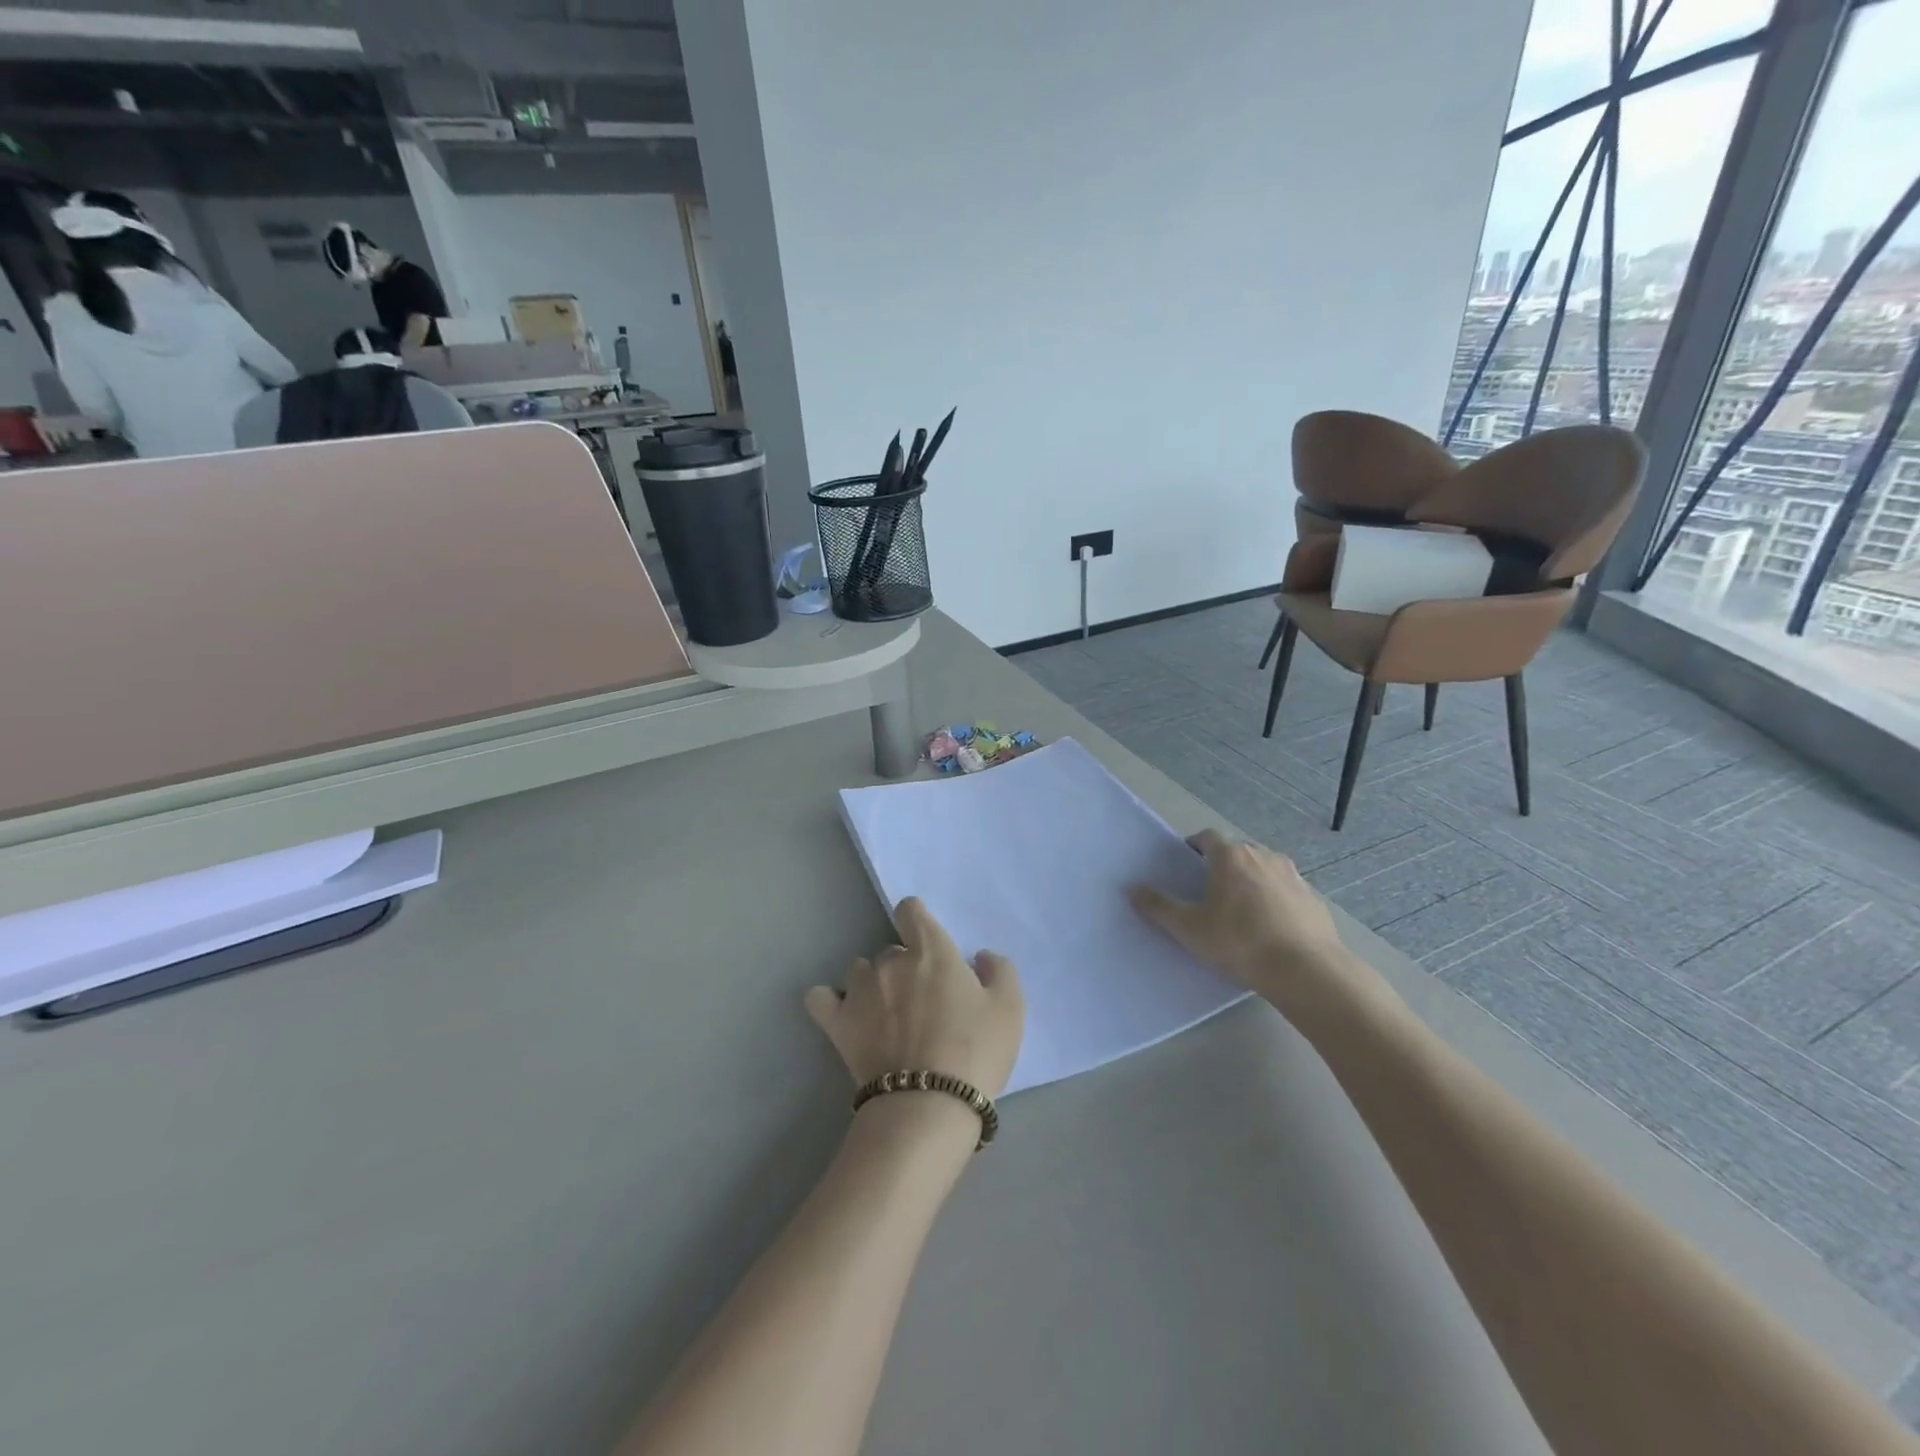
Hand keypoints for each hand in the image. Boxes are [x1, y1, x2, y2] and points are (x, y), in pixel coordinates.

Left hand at [805, 897, 1025, 1098]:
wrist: (929, 1104)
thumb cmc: (976, 1051)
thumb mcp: (1010, 1008)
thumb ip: (998, 970)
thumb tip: (979, 956)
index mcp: (931, 950)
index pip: (910, 910)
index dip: (917, 921)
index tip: (927, 943)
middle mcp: (891, 960)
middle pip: (891, 949)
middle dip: (904, 967)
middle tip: (921, 1001)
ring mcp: (859, 990)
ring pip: (859, 970)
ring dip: (872, 984)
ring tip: (886, 1014)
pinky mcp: (838, 1023)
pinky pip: (820, 998)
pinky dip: (831, 1001)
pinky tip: (844, 1014)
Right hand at [1129, 830, 1391, 1021]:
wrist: (1307, 970)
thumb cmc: (1240, 942)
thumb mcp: (1189, 928)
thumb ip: (1159, 907)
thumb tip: (1133, 889)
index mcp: (1231, 856)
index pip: (1207, 837)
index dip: (1194, 847)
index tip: (1186, 866)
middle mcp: (1264, 855)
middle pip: (1236, 852)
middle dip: (1222, 866)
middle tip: (1208, 893)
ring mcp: (1293, 875)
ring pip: (1263, 870)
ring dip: (1250, 882)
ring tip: (1241, 912)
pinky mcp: (1314, 899)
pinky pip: (1286, 892)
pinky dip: (1275, 901)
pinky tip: (1270, 929)